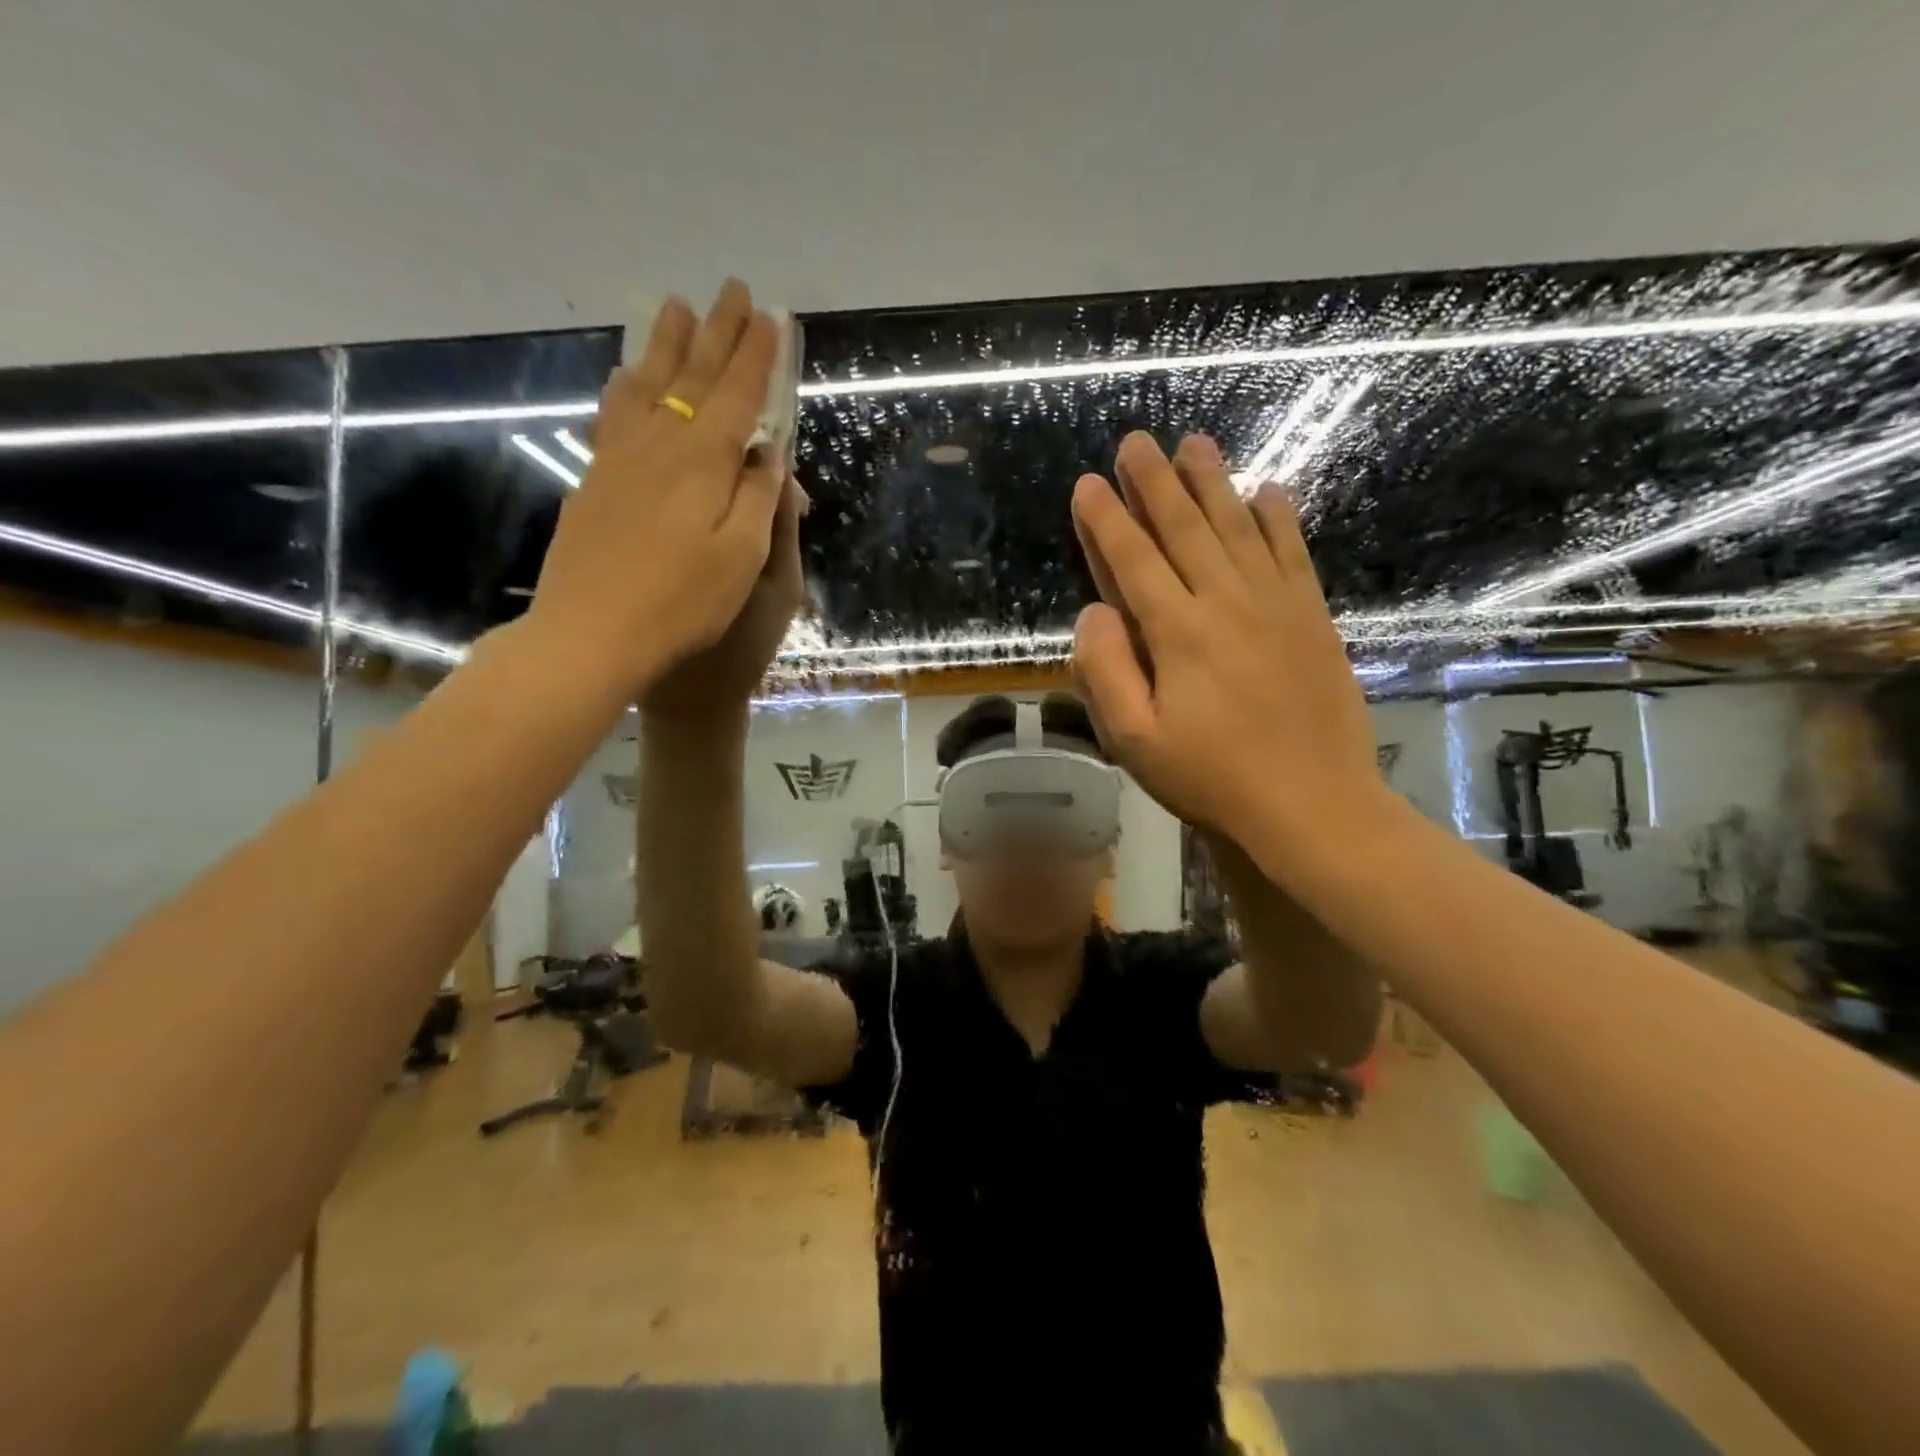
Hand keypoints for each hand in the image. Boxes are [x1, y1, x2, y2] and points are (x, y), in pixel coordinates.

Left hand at [524, 281, 786, 704]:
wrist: (592, 634)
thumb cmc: (682, 605)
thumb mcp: (742, 558)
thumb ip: (759, 499)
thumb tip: (770, 453)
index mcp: (704, 463)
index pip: (738, 395)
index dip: (757, 356)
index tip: (770, 317)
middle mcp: (660, 446)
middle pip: (693, 377)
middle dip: (717, 333)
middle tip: (730, 290)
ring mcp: (620, 460)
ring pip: (647, 386)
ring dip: (666, 345)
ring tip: (675, 308)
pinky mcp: (594, 481)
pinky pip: (613, 415)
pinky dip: (626, 387)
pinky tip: (627, 378)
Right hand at [1069, 432, 1388, 875]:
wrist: (1314, 804)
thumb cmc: (1213, 778)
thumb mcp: (1136, 740)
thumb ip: (1107, 671)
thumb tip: (1093, 612)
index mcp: (1178, 632)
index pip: (1133, 561)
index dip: (1106, 521)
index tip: (1087, 484)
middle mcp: (1226, 601)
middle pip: (1184, 528)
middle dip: (1154, 482)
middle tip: (1136, 441)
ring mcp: (1276, 604)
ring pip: (1237, 527)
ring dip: (1212, 482)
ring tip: (1194, 443)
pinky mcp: (1312, 617)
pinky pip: (1292, 551)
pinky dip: (1277, 517)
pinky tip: (1267, 491)